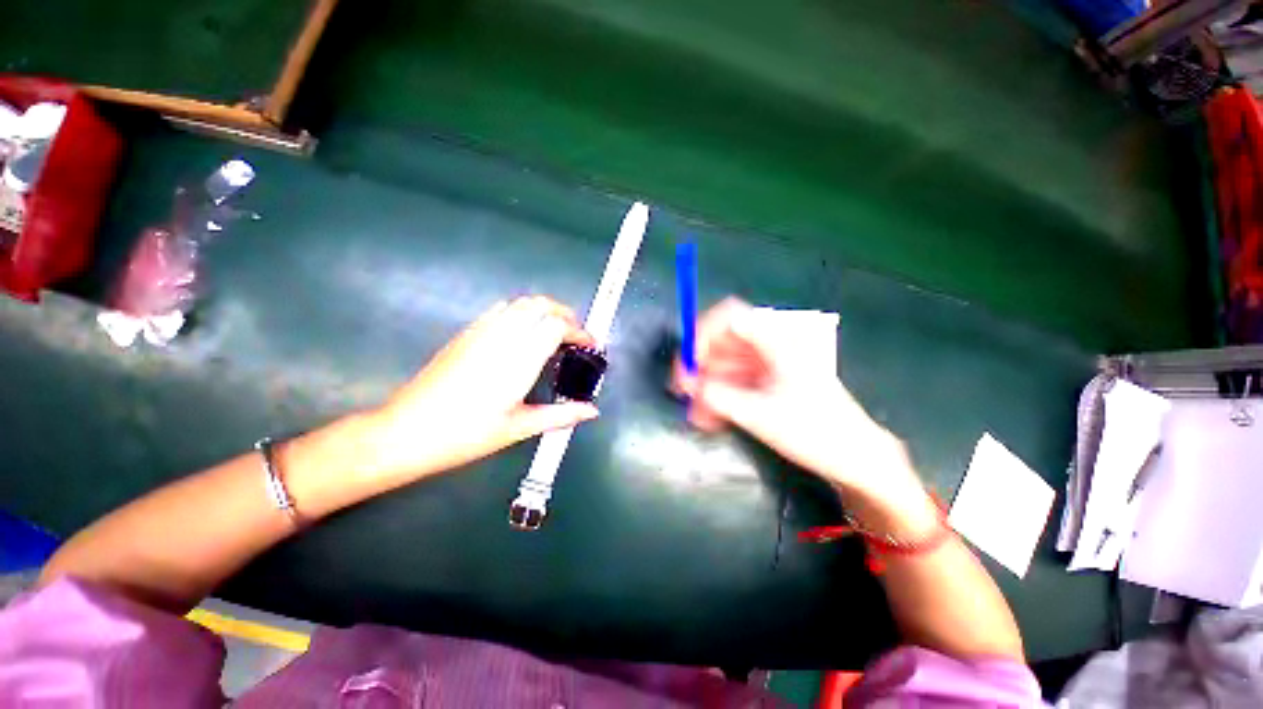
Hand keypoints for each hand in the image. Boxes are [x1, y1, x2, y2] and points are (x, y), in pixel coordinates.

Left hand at [365, 296, 599, 482]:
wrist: (406, 432)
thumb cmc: (466, 434)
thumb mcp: (519, 428)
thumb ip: (561, 416)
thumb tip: (591, 411)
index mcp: (518, 360)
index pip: (556, 326)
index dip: (579, 331)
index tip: (590, 344)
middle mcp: (501, 337)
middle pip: (540, 305)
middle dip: (565, 313)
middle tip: (576, 334)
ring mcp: (480, 331)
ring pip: (520, 303)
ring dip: (544, 310)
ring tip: (554, 331)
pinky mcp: (466, 333)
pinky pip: (500, 309)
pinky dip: (521, 312)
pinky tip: (522, 333)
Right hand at [674, 298, 917, 498]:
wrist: (855, 457)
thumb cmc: (814, 432)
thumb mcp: (759, 415)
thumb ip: (717, 395)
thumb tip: (688, 383)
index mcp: (776, 342)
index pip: (730, 317)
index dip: (702, 333)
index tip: (689, 361)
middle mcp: (771, 346)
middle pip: (723, 342)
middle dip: (701, 366)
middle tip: (684, 391)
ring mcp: (770, 364)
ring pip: (726, 364)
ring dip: (708, 386)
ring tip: (698, 414)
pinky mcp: (769, 381)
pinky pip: (736, 380)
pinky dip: (721, 395)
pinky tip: (711, 417)